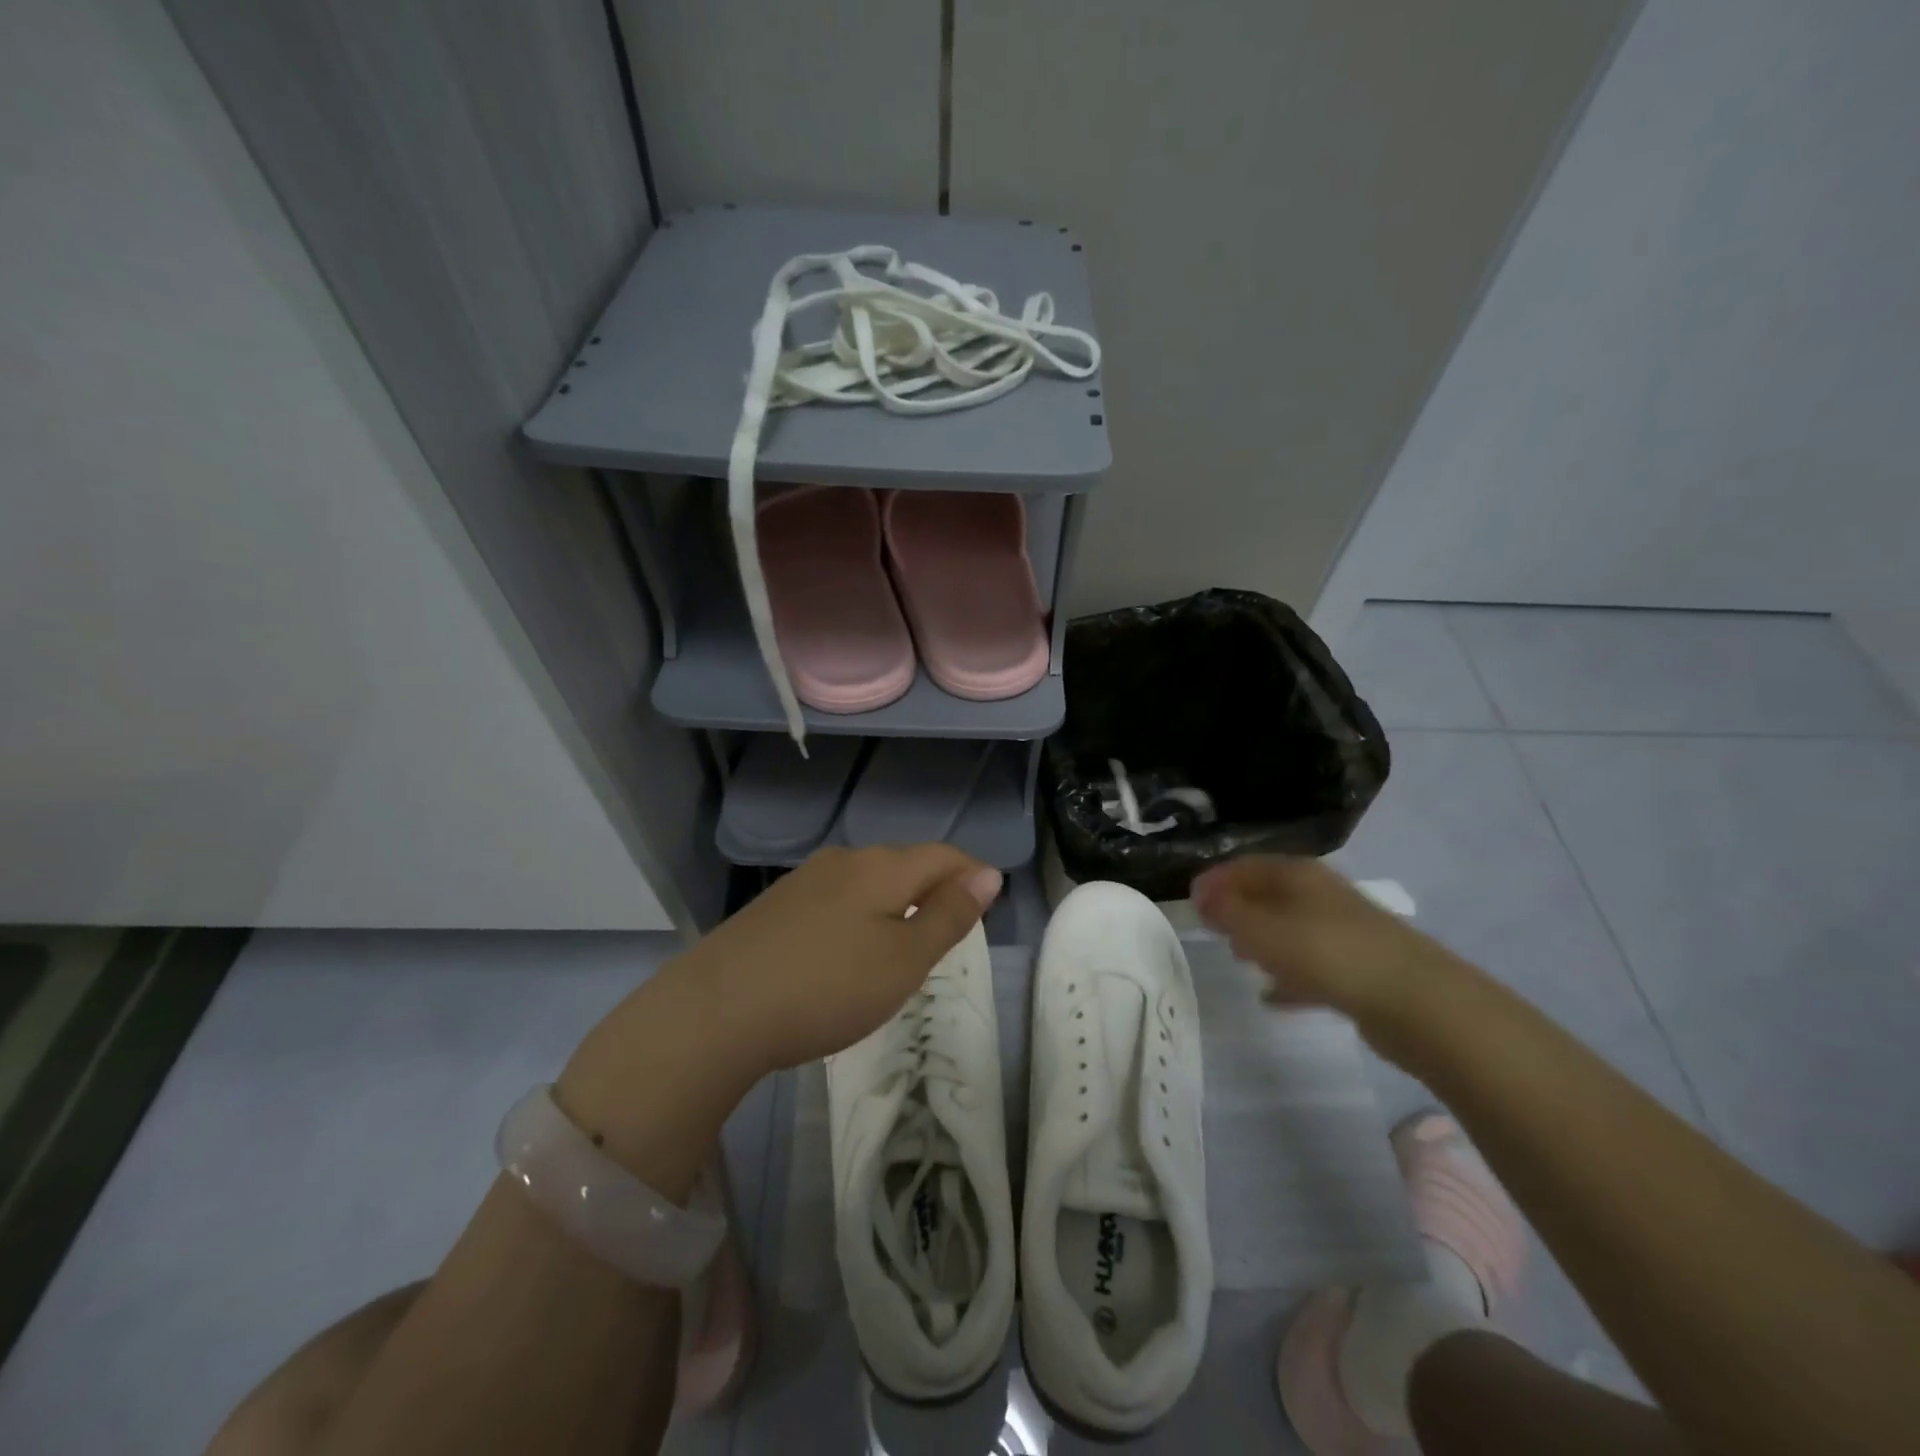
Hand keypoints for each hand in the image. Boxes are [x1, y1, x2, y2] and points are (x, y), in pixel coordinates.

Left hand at [670, 844, 1001, 1075]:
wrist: (716, 1010)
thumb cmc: (827, 987)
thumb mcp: (904, 960)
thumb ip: (949, 916)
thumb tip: (988, 874)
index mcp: (882, 868)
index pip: (943, 856)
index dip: (972, 874)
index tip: (989, 902)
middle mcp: (844, 861)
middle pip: (905, 864)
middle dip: (934, 889)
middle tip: (949, 932)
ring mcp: (804, 881)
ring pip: (869, 881)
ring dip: (896, 903)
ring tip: (901, 945)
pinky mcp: (776, 905)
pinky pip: (836, 899)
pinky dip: (860, 915)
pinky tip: (847, 950)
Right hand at [1190, 855, 1459, 1021]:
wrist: (1418, 1003)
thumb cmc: (1327, 953)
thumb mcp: (1262, 930)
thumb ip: (1227, 912)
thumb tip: (1201, 896)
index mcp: (1298, 875)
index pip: (1246, 865)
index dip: (1216, 879)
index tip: (1190, 901)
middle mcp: (1321, 895)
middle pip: (1270, 894)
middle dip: (1238, 908)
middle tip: (1211, 929)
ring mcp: (1344, 932)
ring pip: (1290, 929)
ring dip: (1263, 941)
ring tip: (1238, 959)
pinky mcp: (1359, 970)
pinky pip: (1311, 966)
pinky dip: (1289, 976)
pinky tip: (1272, 998)